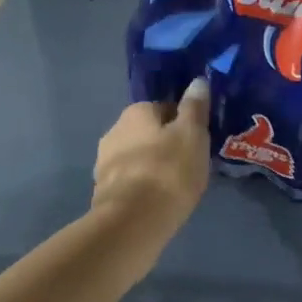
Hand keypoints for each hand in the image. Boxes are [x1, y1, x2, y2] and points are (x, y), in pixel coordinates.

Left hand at [91, 78, 211, 237]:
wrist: (132, 221)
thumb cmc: (169, 170)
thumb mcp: (192, 133)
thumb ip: (195, 107)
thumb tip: (198, 81)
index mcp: (136, 111)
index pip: (166, 108)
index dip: (185, 124)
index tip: (198, 143)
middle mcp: (115, 130)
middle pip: (150, 133)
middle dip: (167, 145)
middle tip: (189, 165)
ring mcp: (104, 162)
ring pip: (138, 157)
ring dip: (153, 166)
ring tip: (175, 186)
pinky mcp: (102, 190)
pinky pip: (130, 181)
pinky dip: (143, 186)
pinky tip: (157, 201)